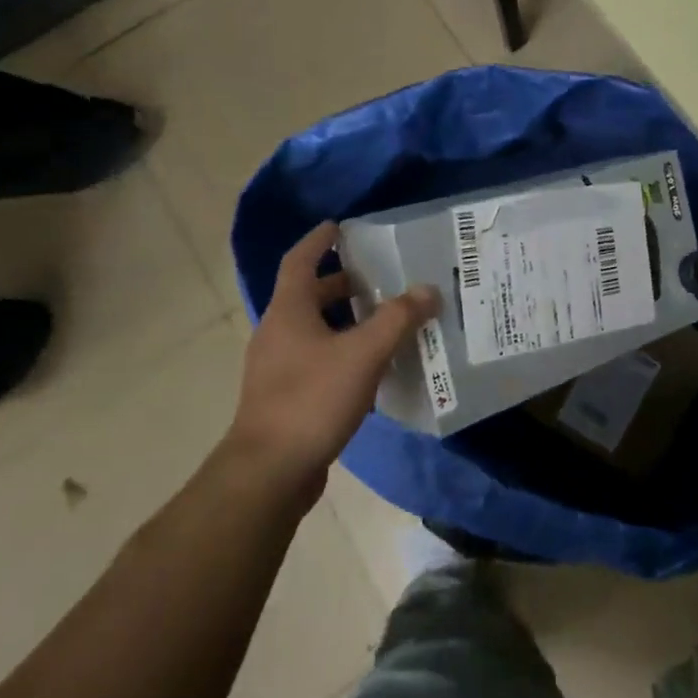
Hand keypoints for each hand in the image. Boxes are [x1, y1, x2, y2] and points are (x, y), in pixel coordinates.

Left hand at [226, 222, 437, 499]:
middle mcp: (278, 332)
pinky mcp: (285, 396)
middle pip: (309, 295)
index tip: (339, 226)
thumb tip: (427, 289)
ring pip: (314, 329)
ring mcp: (278, 367)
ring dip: (345, 319)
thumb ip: (397, 319)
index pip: (300, 261)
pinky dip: (343, 350)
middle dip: (342, 283)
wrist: (270, 471)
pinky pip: (317, 358)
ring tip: (384, 318)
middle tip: (378, 276)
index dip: (319, 241)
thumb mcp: (363, 353)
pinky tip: (371, 365)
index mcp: (289, 311)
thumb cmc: (312, 399)